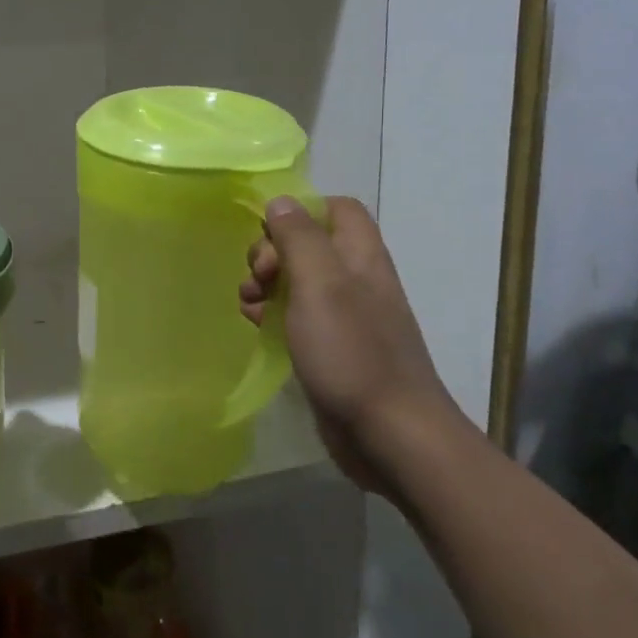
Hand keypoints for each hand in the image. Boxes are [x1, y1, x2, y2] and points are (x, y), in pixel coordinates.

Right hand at [240, 196, 462, 494]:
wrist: (390, 436)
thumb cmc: (353, 353)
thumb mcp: (320, 285)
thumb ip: (300, 238)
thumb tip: (280, 201)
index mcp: (361, 257)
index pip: (336, 208)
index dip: (300, 211)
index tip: (269, 234)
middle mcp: (356, 280)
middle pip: (309, 243)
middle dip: (273, 252)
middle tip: (259, 278)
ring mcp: (344, 317)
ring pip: (297, 281)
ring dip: (266, 284)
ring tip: (248, 304)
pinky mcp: (331, 348)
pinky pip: (296, 316)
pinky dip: (271, 314)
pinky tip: (254, 325)